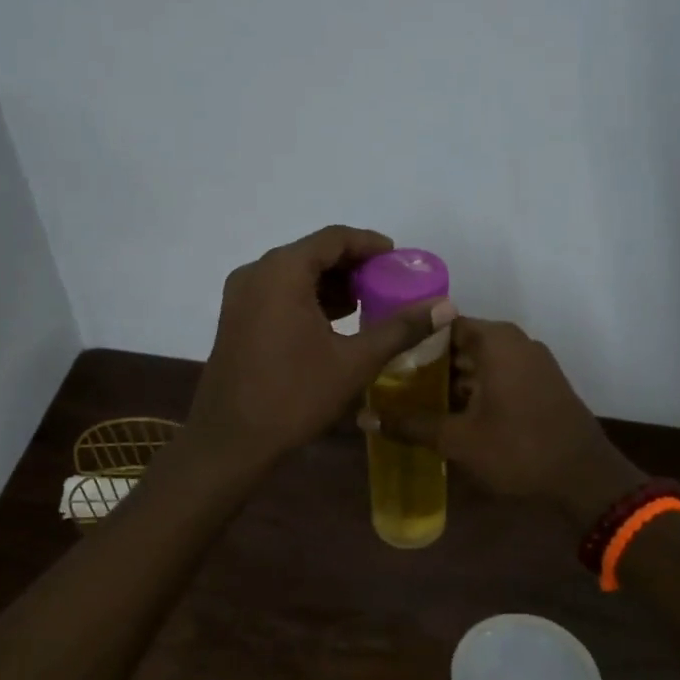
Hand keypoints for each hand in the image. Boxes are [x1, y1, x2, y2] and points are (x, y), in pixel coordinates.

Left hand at [187, 226, 454, 468]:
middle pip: (312, 253)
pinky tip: (334, 323)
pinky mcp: (235, 318)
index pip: (333, 239)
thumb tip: (447, 307)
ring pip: (293, 275)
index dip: (370, 244)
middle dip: (352, 266)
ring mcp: (240, 296)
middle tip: (388, 284)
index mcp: (282, 272)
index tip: (398, 259)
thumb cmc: (294, 396)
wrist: (231, 441)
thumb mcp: (354, 362)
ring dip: (330, 284)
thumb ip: (401, 329)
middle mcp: (256, 273)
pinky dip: (308, 299)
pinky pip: (277, 293)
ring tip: (367, 304)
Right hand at [363, 317, 643, 523]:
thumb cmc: (519, 450)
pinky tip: (450, 413)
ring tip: (413, 400)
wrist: (585, 479)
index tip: (384, 357)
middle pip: (460, 342)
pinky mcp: (541, 383)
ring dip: (450, 379)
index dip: (411, 340)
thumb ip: (410, 425)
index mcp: (496, 341)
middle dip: (427, 363)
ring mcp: (532, 362)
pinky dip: (474, 388)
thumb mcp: (458, 439)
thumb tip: (363, 418)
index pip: (442, 324)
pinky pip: (499, 375)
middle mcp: (515, 342)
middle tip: (391, 383)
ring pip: (480, 361)